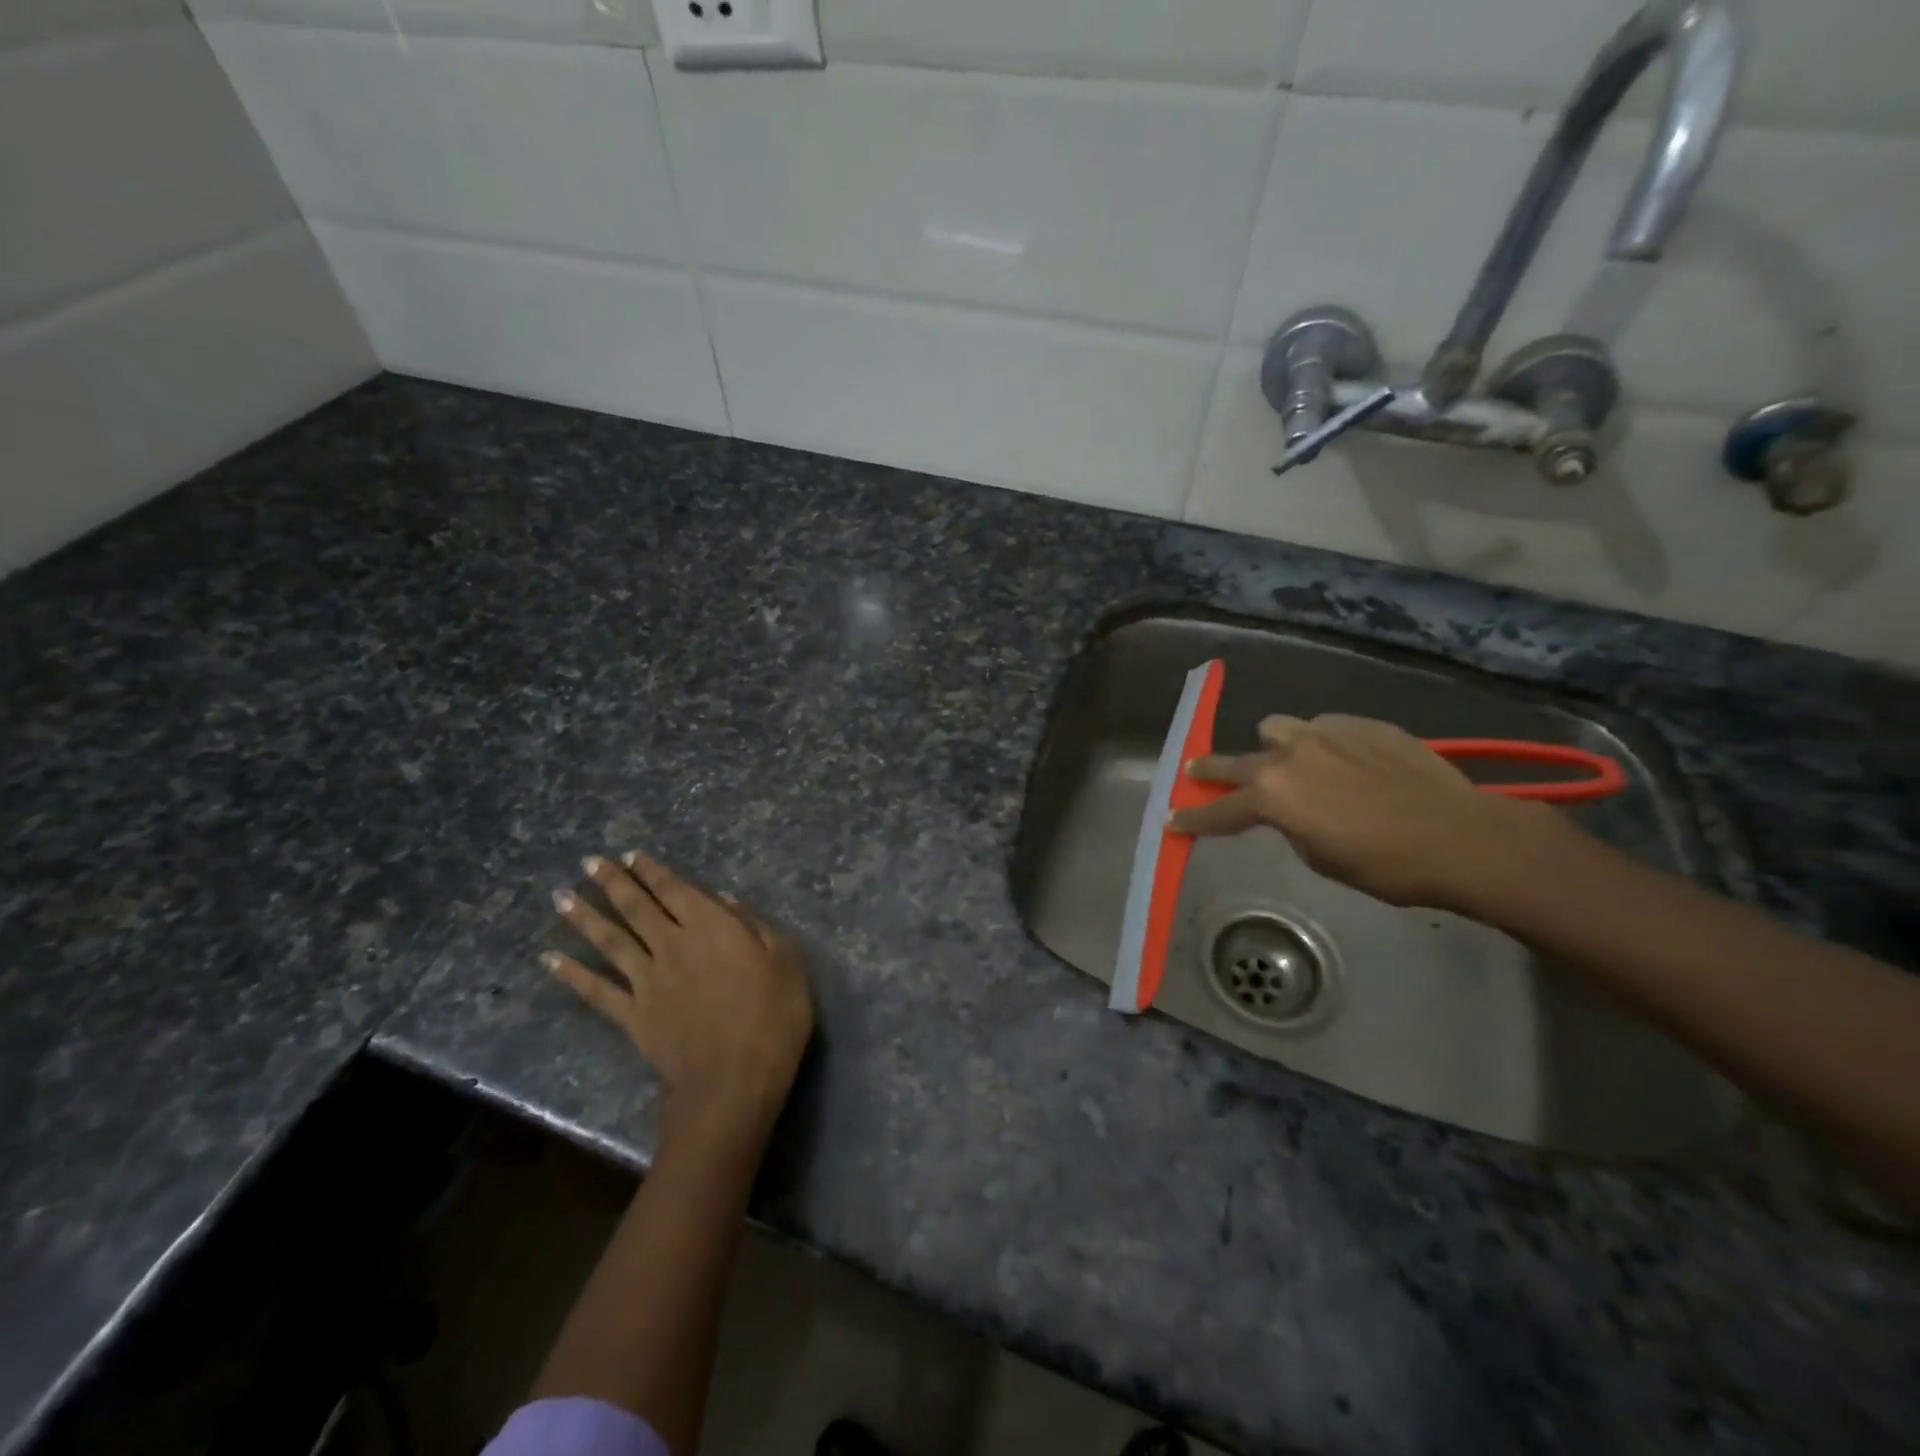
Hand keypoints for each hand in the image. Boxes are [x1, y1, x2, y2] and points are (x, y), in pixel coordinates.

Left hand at [546, 853, 813, 1137]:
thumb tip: (726, 901)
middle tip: (589, 862)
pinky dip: (571, 974)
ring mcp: (647, 981)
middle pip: (637, 908)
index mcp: (711, 927)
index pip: (675, 890)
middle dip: (613, 882)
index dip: (652, 871)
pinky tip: (550, 959)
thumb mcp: (785, 961)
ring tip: (561, 897)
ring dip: (585, 917)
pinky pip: (596, 991)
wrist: (733, 1080)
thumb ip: (755, 926)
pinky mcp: (632, 1015)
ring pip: (610, 941)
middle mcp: (672, 945)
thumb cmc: (772, 1016)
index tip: (630, 855)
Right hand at [1168, 713, 1547, 908]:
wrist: (1461, 836)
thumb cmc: (1385, 866)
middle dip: (1211, 771)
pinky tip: (1346, 762)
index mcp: (1272, 796)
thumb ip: (1290, 826)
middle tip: (1196, 773)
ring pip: (1277, 728)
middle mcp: (1288, 755)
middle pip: (1233, 760)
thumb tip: (1289, 811)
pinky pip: (1324, 728)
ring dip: (1273, 747)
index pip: (1218, 810)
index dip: (1193, 819)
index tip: (1172, 821)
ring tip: (1291, 763)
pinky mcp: (1360, 724)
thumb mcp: (1321, 857)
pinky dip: (1322, 744)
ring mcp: (1324, 732)